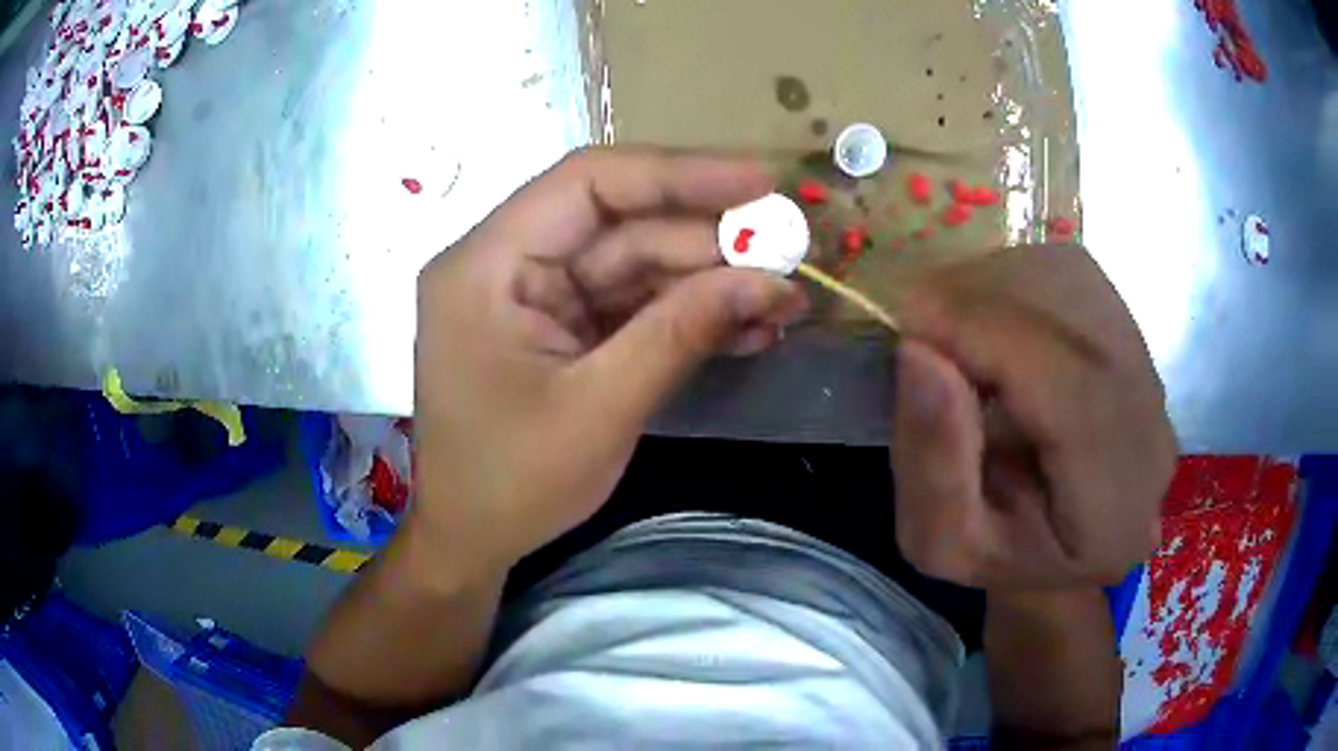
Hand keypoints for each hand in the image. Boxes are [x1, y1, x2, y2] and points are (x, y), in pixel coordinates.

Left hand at [410, 147, 807, 578]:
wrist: (471, 541)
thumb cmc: (511, 483)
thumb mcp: (600, 409)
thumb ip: (682, 333)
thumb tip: (770, 281)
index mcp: (486, 264)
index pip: (588, 183)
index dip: (679, 173)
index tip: (759, 181)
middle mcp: (507, 262)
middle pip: (620, 224)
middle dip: (708, 243)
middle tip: (790, 256)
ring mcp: (535, 295)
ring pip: (634, 264)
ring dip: (708, 283)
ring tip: (782, 303)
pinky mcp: (560, 326)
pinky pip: (629, 304)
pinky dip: (685, 315)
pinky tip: (745, 328)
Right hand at [890, 246, 1176, 589]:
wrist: (1058, 548)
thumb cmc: (999, 559)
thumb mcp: (941, 544)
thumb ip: (933, 464)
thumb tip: (919, 350)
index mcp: (1115, 514)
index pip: (1076, 394)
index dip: (994, 339)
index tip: (912, 323)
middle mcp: (1153, 434)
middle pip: (1082, 321)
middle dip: (986, 301)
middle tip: (918, 322)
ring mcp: (1152, 378)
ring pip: (1075, 281)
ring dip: (998, 284)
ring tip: (949, 323)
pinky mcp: (1134, 340)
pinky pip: (1073, 276)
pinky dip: (1016, 279)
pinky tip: (987, 318)